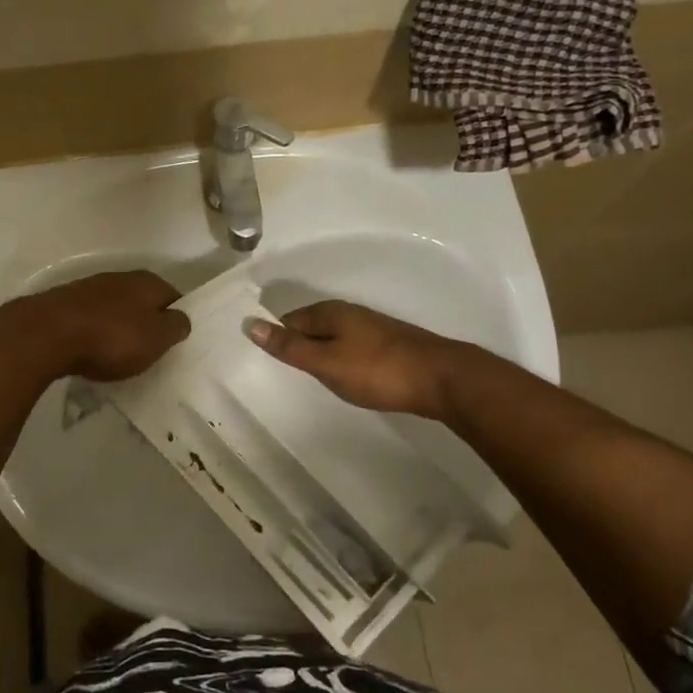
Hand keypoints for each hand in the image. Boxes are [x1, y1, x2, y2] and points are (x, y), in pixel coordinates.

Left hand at [2, 270, 190, 381]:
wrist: (48, 334)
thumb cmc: (111, 337)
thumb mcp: (156, 338)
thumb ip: (175, 326)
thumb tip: (180, 318)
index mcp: (147, 282)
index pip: (174, 298)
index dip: (177, 319)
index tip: (176, 343)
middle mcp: (120, 277)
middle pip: (143, 302)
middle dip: (147, 323)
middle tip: (150, 351)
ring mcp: (90, 288)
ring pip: (116, 309)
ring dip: (120, 327)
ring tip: (121, 354)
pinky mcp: (65, 303)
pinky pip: (91, 319)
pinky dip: (96, 333)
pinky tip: (92, 350)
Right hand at [244, 300, 453, 415]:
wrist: (442, 379)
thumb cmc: (377, 370)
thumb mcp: (326, 362)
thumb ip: (289, 347)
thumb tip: (250, 324)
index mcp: (329, 313)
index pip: (289, 321)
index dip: (276, 339)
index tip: (266, 363)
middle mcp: (348, 313)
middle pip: (311, 327)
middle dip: (297, 346)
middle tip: (285, 375)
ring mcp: (371, 328)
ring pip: (332, 338)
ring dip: (320, 354)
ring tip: (311, 379)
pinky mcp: (387, 345)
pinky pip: (351, 348)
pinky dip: (341, 360)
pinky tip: (345, 377)